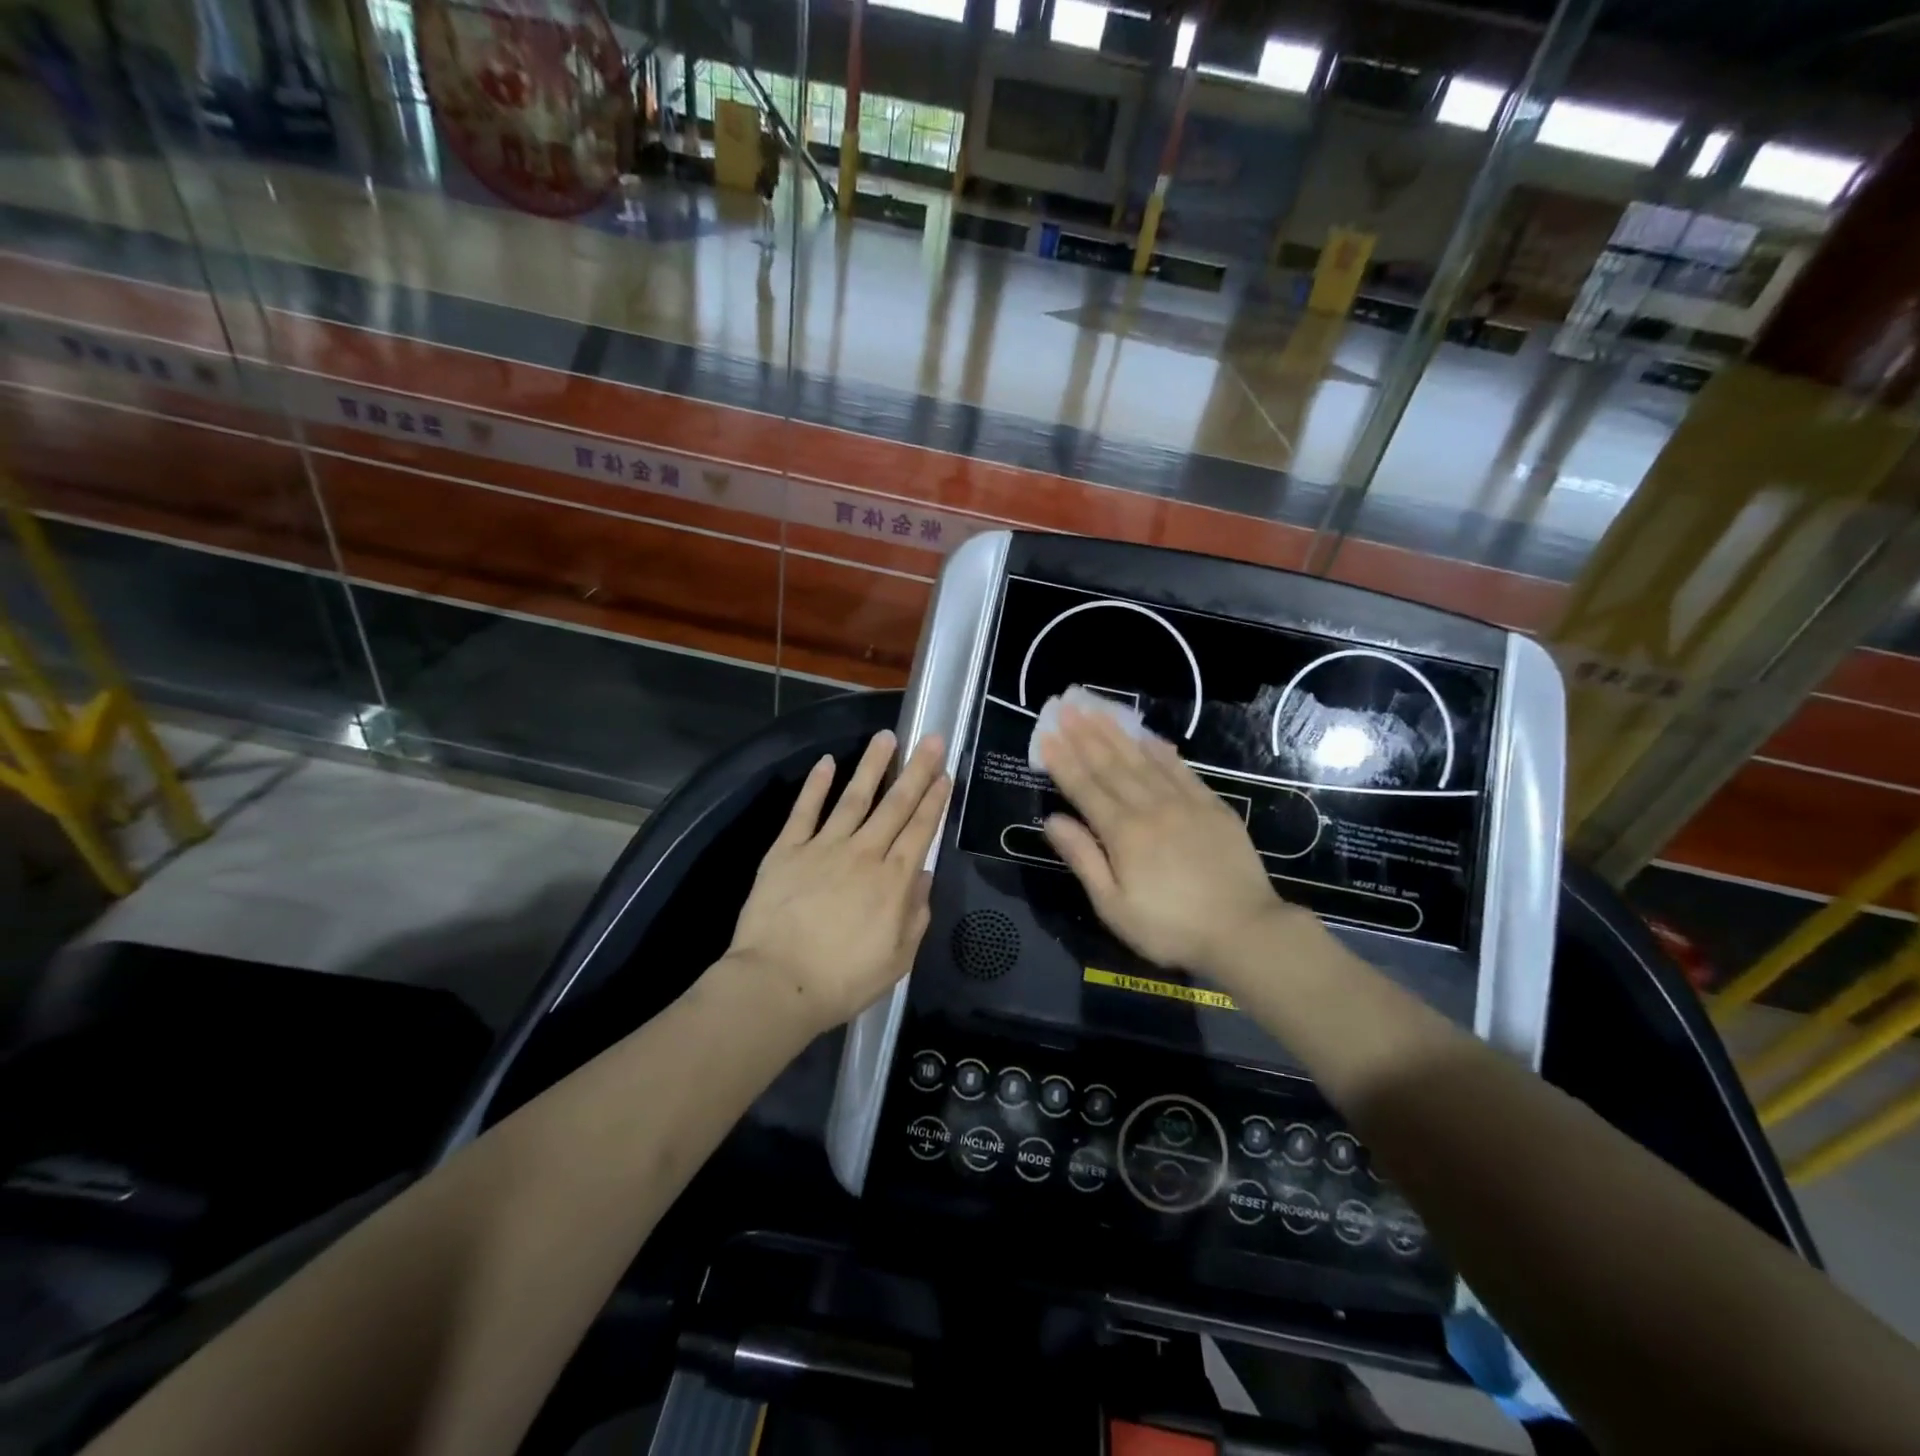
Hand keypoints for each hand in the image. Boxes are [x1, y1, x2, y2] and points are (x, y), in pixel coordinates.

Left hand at [728, 730, 949, 1035]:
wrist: (778, 983)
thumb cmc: (843, 979)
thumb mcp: (898, 959)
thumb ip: (916, 914)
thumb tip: (923, 875)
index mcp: (893, 880)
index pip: (920, 830)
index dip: (935, 800)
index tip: (944, 774)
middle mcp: (864, 853)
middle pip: (895, 804)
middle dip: (916, 770)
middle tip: (930, 739)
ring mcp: (824, 847)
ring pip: (854, 797)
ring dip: (872, 765)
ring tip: (886, 737)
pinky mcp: (787, 850)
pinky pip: (804, 811)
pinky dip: (816, 785)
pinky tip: (827, 762)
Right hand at [1038, 704, 1291, 978]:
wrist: (1244, 931)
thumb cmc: (1170, 927)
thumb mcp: (1114, 906)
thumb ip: (1083, 859)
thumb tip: (1052, 820)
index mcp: (1122, 833)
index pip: (1085, 788)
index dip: (1063, 761)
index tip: (1046, 735)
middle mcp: (1150, 808)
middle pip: (1111, 765)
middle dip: (1085, 736)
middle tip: (1066, 708)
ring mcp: (1184, 803)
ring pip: (1143, 760)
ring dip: (1117, 734)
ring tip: (1097, 710)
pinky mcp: (1212, 807)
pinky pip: (1181, 769)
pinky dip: (1161, 751)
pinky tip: (1148, 736)